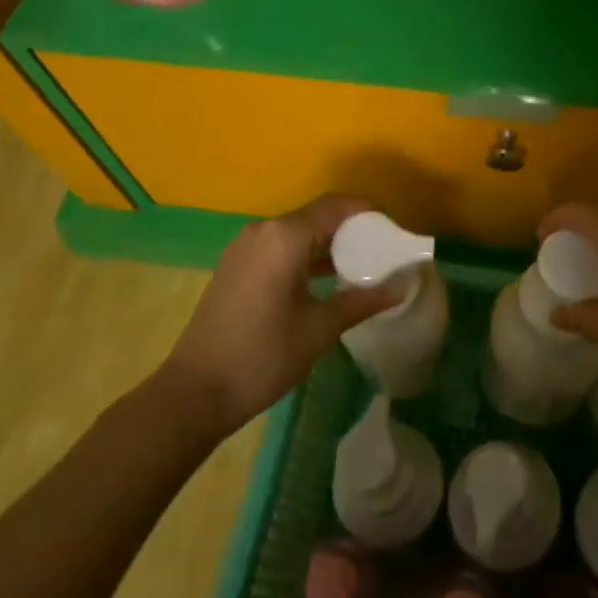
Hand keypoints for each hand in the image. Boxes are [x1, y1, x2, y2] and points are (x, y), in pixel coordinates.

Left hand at [163, 195, 404, 436]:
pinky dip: (304, 254)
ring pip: (296, 232)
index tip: (392, 229)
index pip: (335, 207)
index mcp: (285, 236)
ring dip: (326, 243)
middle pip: (315, 216)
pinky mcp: (235, 266)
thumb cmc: (264, 354)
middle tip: (380, 249)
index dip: (366, 212)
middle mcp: (263, 230)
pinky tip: (323, 279)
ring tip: (358, 265)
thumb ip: (362, 301)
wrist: (196, 391)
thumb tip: (401, 288)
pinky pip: (278, 247)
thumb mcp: (320, 328)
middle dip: (349, 228)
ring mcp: (244, 247)